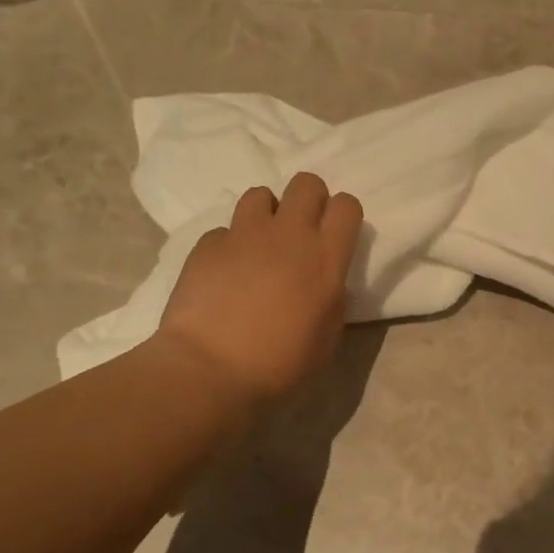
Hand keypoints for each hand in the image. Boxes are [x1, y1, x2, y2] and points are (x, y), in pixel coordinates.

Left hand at [151, 173, 363, 410]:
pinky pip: (225, 230)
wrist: (210, 369)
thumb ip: (334, 302)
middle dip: (309, 200)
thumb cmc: (279, 363)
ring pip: (261, 194)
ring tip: (261, 245)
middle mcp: (288, 234)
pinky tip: (226, 272)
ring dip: (267, 214)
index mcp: (325, 258)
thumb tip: (330, 284)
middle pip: (306, 183)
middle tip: (302, 231)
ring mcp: (244, 235)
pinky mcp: (207, 245)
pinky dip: (230, 245)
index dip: (344, 215)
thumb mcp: (327, 339)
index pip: (347, 206)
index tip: (337, 235)